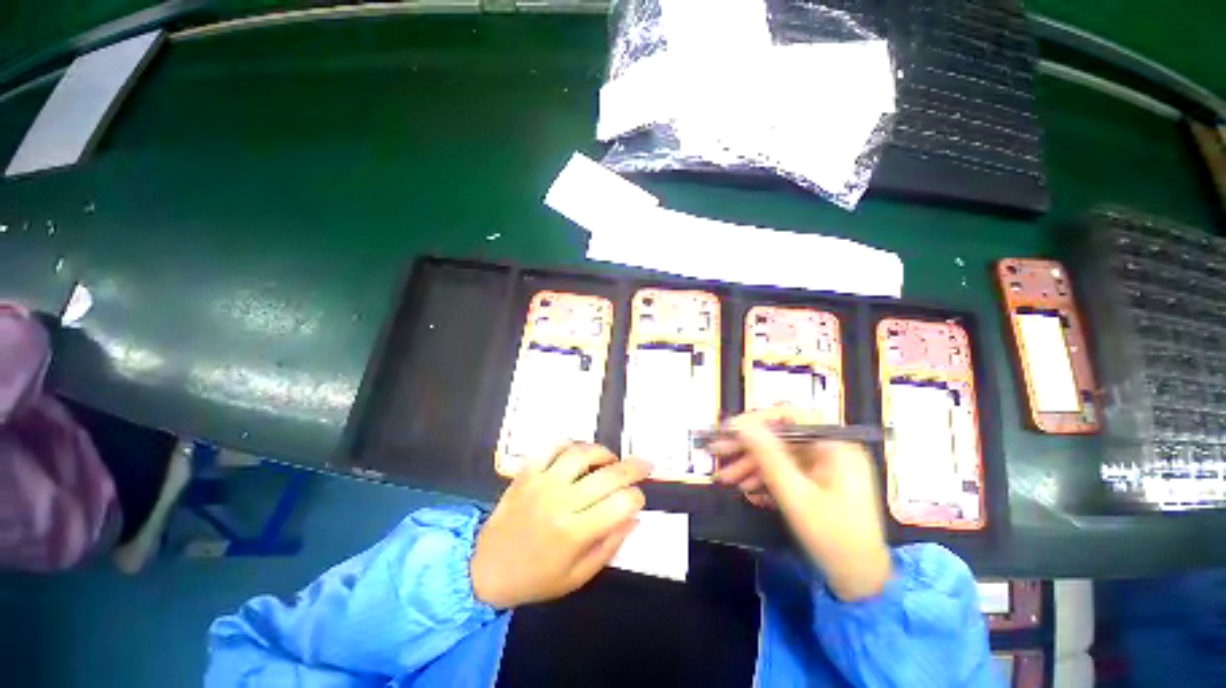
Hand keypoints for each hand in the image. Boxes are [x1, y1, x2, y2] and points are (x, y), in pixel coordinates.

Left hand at [471, 444, 649, 608]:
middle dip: (634, 467)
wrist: (486, 569)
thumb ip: (610, 546)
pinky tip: (579, 452)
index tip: (638, 499)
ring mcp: (542, 483)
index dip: (637, 498)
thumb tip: (634, 517)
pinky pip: (553, 447)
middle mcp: (561, 502)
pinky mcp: (527, 472)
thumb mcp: (578, 576)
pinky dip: (571, 444)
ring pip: (582, 453)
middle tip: (644, 465)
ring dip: (602, 452)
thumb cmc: (536, 578)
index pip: (621, 504)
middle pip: (608, 475)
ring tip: (610, 459)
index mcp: (575, 532)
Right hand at [711, 410, 891, 600]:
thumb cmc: (832, 535)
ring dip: (751, 465)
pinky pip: (787, 471)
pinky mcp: (818, 481)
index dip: (756, 420)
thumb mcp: (794, 493)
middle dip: (747, 446)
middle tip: (716, 452)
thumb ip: (767, 454)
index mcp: (834, 445)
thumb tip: (740, 423)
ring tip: (724, 478)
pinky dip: (765, 479)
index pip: (789, 417)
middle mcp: (830, 449)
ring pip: (780, 455)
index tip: (729, 429)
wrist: (860, 580)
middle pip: (780, 437)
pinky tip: (746, 489)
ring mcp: (825, 466)